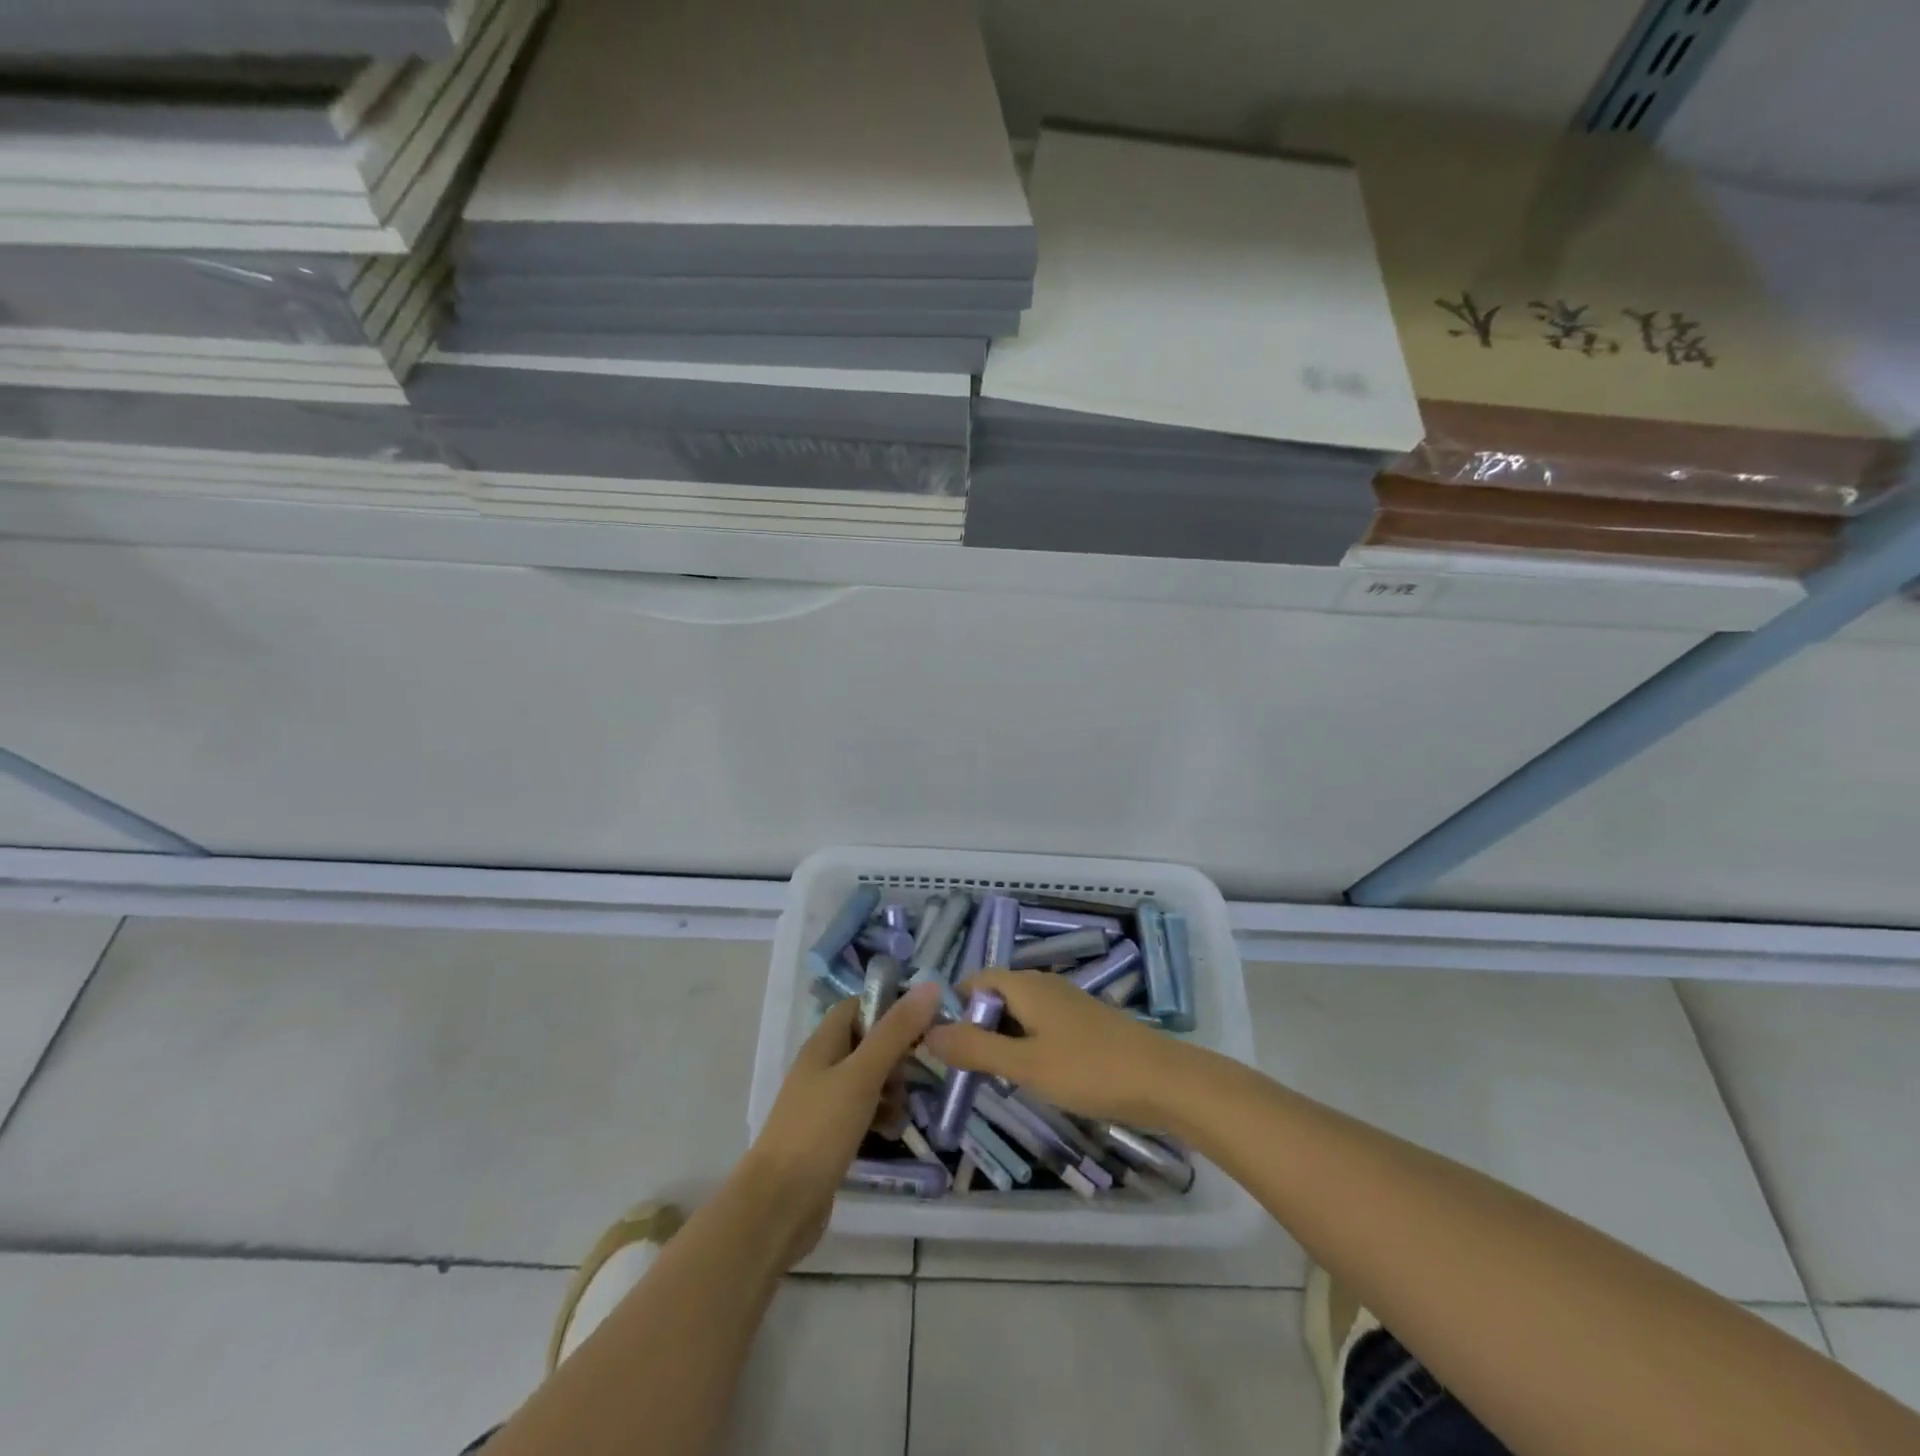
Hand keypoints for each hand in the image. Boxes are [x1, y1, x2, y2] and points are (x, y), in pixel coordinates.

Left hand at [742, 981, 943, 1263]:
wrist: (777, 1207)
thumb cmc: (819, 1130)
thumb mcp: (862, 1076)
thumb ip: (896, 1032)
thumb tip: (930, 986)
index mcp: (824, 1043)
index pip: (860, 1005)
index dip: (891, 1007)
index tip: (926, 1021)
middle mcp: (823, 1066)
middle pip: (869, 1042)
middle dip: (898, 1055)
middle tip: (916, 1075)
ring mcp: (825, 1102)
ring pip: (870, 1079)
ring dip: (893, 1089)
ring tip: (905, 1111)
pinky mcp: (831, 1135)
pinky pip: (864, 1112)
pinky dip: (882, 1116)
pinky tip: (893, 1133)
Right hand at [925, 969, 1193, 1126]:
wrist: (1163, 1081)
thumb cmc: (1088, 1069)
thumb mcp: (1024, 1064)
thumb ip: (975, 1048)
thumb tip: (928, 1032)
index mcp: (1026, 985)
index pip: (975, 980)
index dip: (954, 1007)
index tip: (940, 1046)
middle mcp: (1044, 985)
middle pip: (996, 996)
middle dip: (977, 1028)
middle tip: (965, 1070)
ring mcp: (1067, 1004)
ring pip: (1019, 1014)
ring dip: (1002, 1041)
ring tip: (994, 1079)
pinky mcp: (1085, 1024)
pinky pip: (1041, 1027)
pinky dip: (1027, 1046)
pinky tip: (1032, 1078)